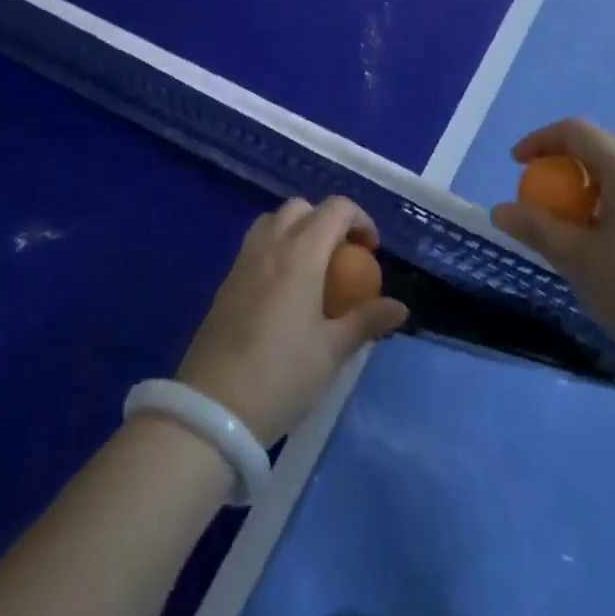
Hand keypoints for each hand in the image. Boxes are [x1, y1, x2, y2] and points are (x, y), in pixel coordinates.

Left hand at [176, 197, 409, 443]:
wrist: (214, 408)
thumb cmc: (283, 374)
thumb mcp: (333, 351)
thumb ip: (366, 321)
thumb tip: (400, 307)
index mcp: (300, 254)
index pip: (335, 209)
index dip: (360, 220)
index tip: (371, 252)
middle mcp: (270, 245)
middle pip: (301, 207)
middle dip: (327, 220)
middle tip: (343, 257)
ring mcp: (243, 261)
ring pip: (272, 221)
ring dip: (297, 229)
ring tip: (313, 268)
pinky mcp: (226, 281)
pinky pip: (255, 245)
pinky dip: (275, 248)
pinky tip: (284, 290)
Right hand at [491, 119, 614, 390]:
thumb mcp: (576, 260)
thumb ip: (535, 228)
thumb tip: (500, 209)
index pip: (578, 132)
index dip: (541, 140)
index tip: (517, 165)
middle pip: (603, 146)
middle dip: (565, 159)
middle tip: (540, 189)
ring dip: (588, 183)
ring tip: (567, 220)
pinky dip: (609, 203)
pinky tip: (601, 244)